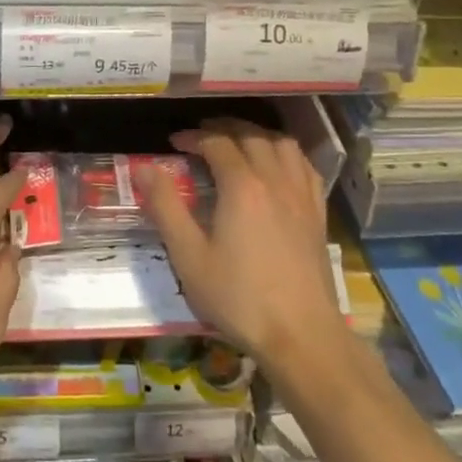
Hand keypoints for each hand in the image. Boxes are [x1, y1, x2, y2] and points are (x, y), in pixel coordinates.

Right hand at [140, 120, 341, 368]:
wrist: (301, 334)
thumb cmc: (238, 297)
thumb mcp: (189, 256)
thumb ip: (166, 207)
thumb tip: (144, 168)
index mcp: (242, 186)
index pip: (216, 142)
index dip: (193, 137)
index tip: (174, 143)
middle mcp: (274, 179)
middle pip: (251, 135)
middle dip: (224, 127)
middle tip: (202, 134)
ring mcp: (301, 195)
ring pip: (282, 144)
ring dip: (257, 134)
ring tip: (238, 141)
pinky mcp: (317, 213)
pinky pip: (304, 166)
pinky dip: (286, 154)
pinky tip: (277, 166)